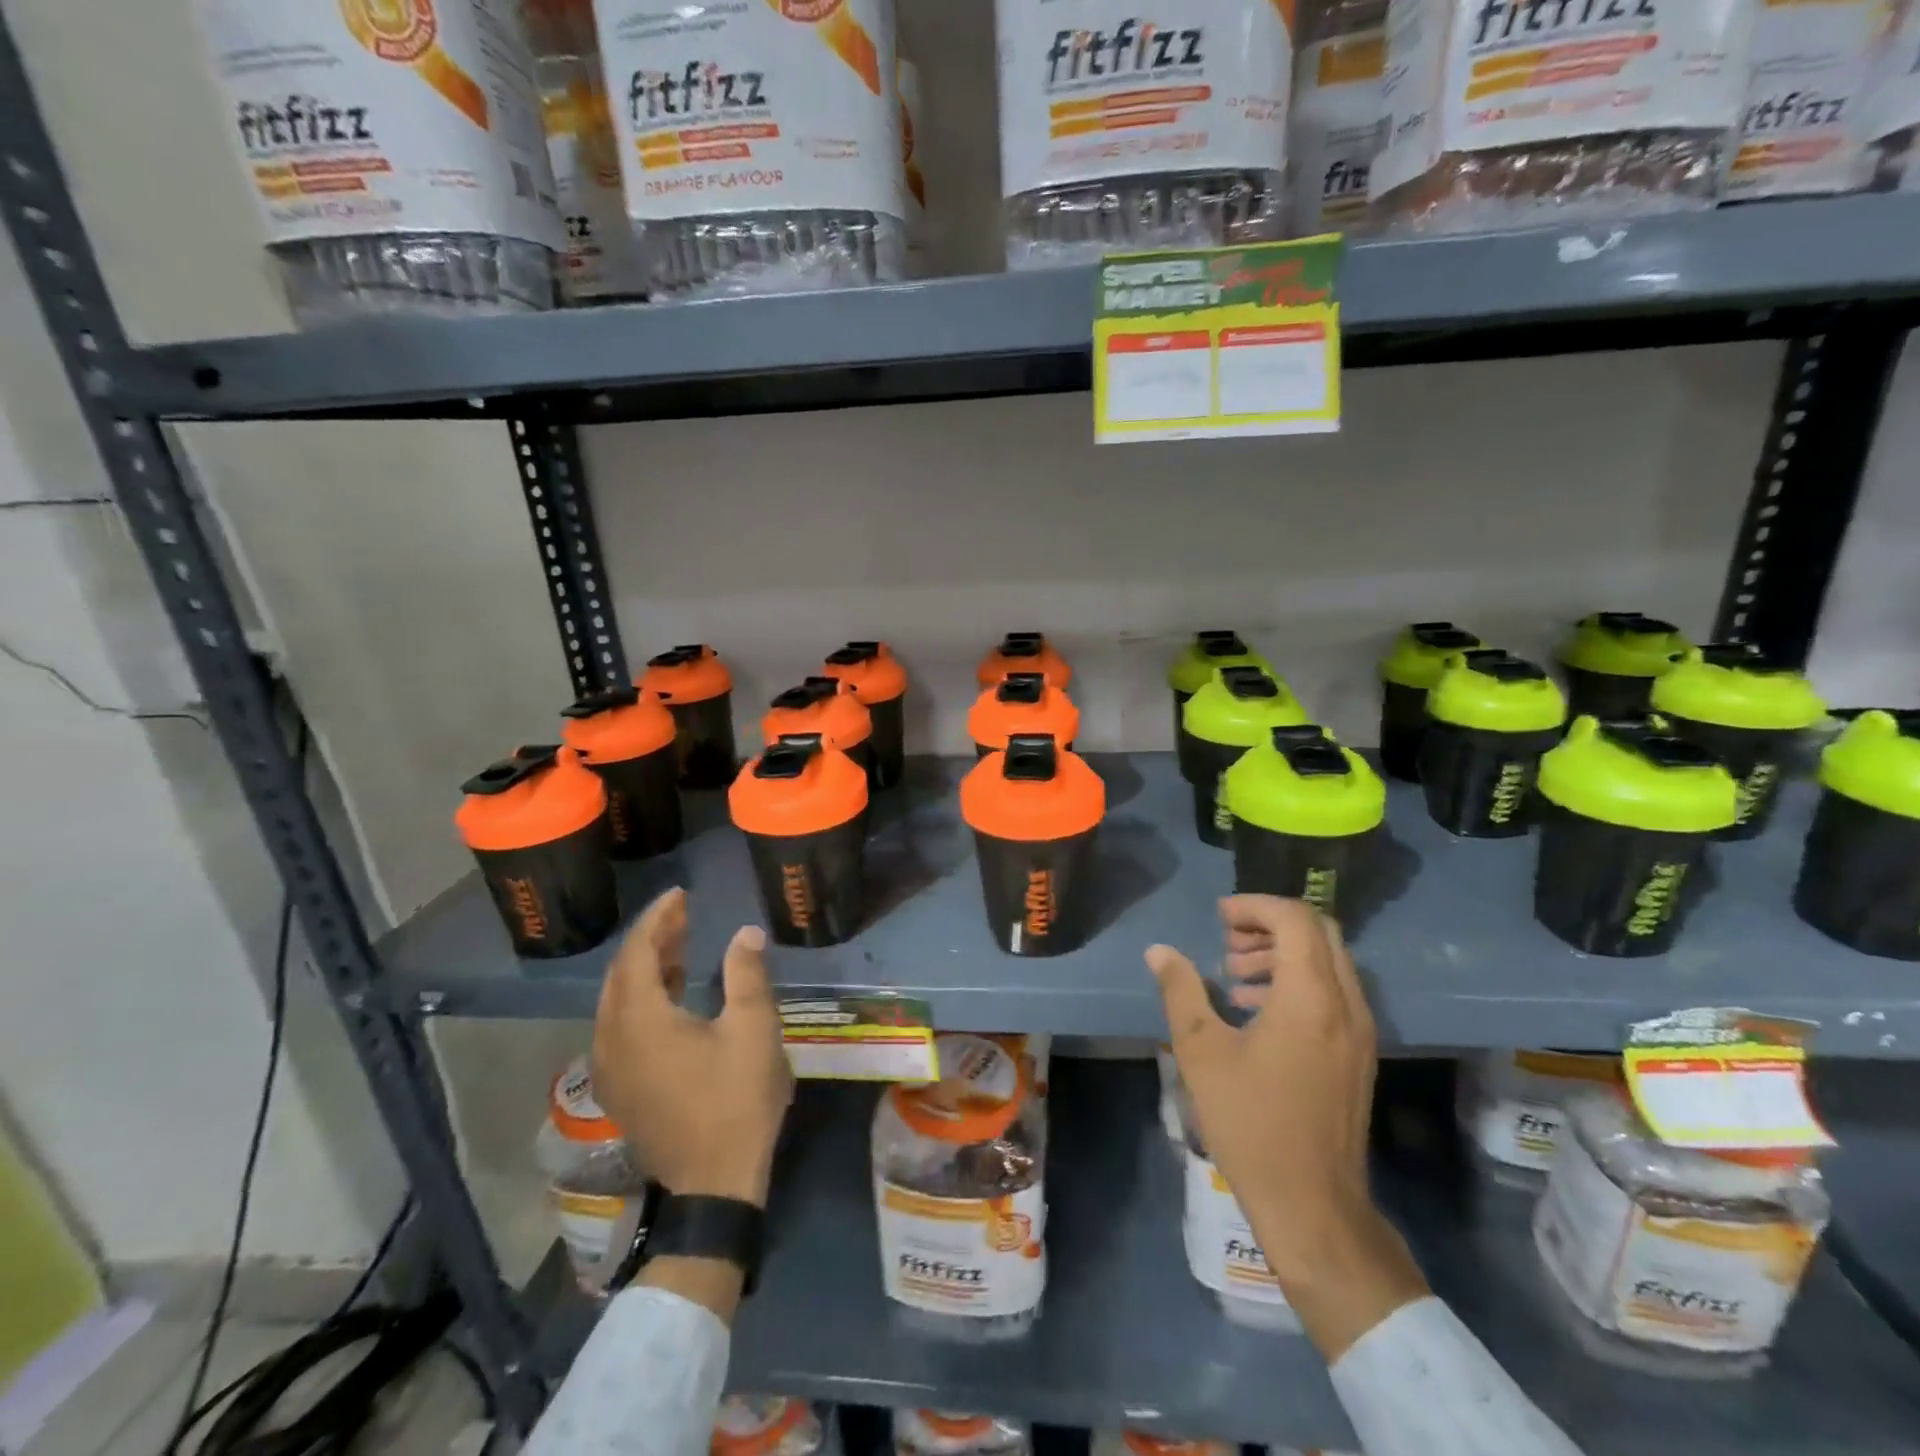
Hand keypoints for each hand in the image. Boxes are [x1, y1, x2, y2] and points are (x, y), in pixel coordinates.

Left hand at [592, 888, 793, 1207]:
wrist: (714, 1184)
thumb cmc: (736, 1100)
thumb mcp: (753, 1030)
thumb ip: (746, 974)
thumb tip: (745, 933)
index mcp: (640, 1020)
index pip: (638, 952)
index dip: (658, 918)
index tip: (680, 894)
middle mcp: (612, 1039)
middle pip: (621, 974)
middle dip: (650, 939)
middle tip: (683, 916)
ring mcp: (610, 1068)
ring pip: (616, 1001)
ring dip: (645, 968)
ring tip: (680, 946)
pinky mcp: (619, 1089)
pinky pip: (619, 1026)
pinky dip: (640, 999)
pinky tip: (671, 995)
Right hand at [1148, 895, 1427, 1361]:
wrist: (1313, 1204)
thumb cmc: (1251, 1122)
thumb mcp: (1200, 1051)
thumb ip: (1180, 991)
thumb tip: (1159, 951)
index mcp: (1310, 997)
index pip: (1294, 918)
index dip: (1254, 906)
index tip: (1219, 917)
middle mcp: (1346, 1004)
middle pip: (1319, 931)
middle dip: (1270, 923)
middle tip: (1227, 939)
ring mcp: (1359, 1031)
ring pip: (1328, 961)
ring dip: (1283, 952)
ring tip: (1235, 974)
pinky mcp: (1358, 1054)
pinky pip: (1333, 992)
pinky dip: (1297, 980)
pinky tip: (1256, 1009)